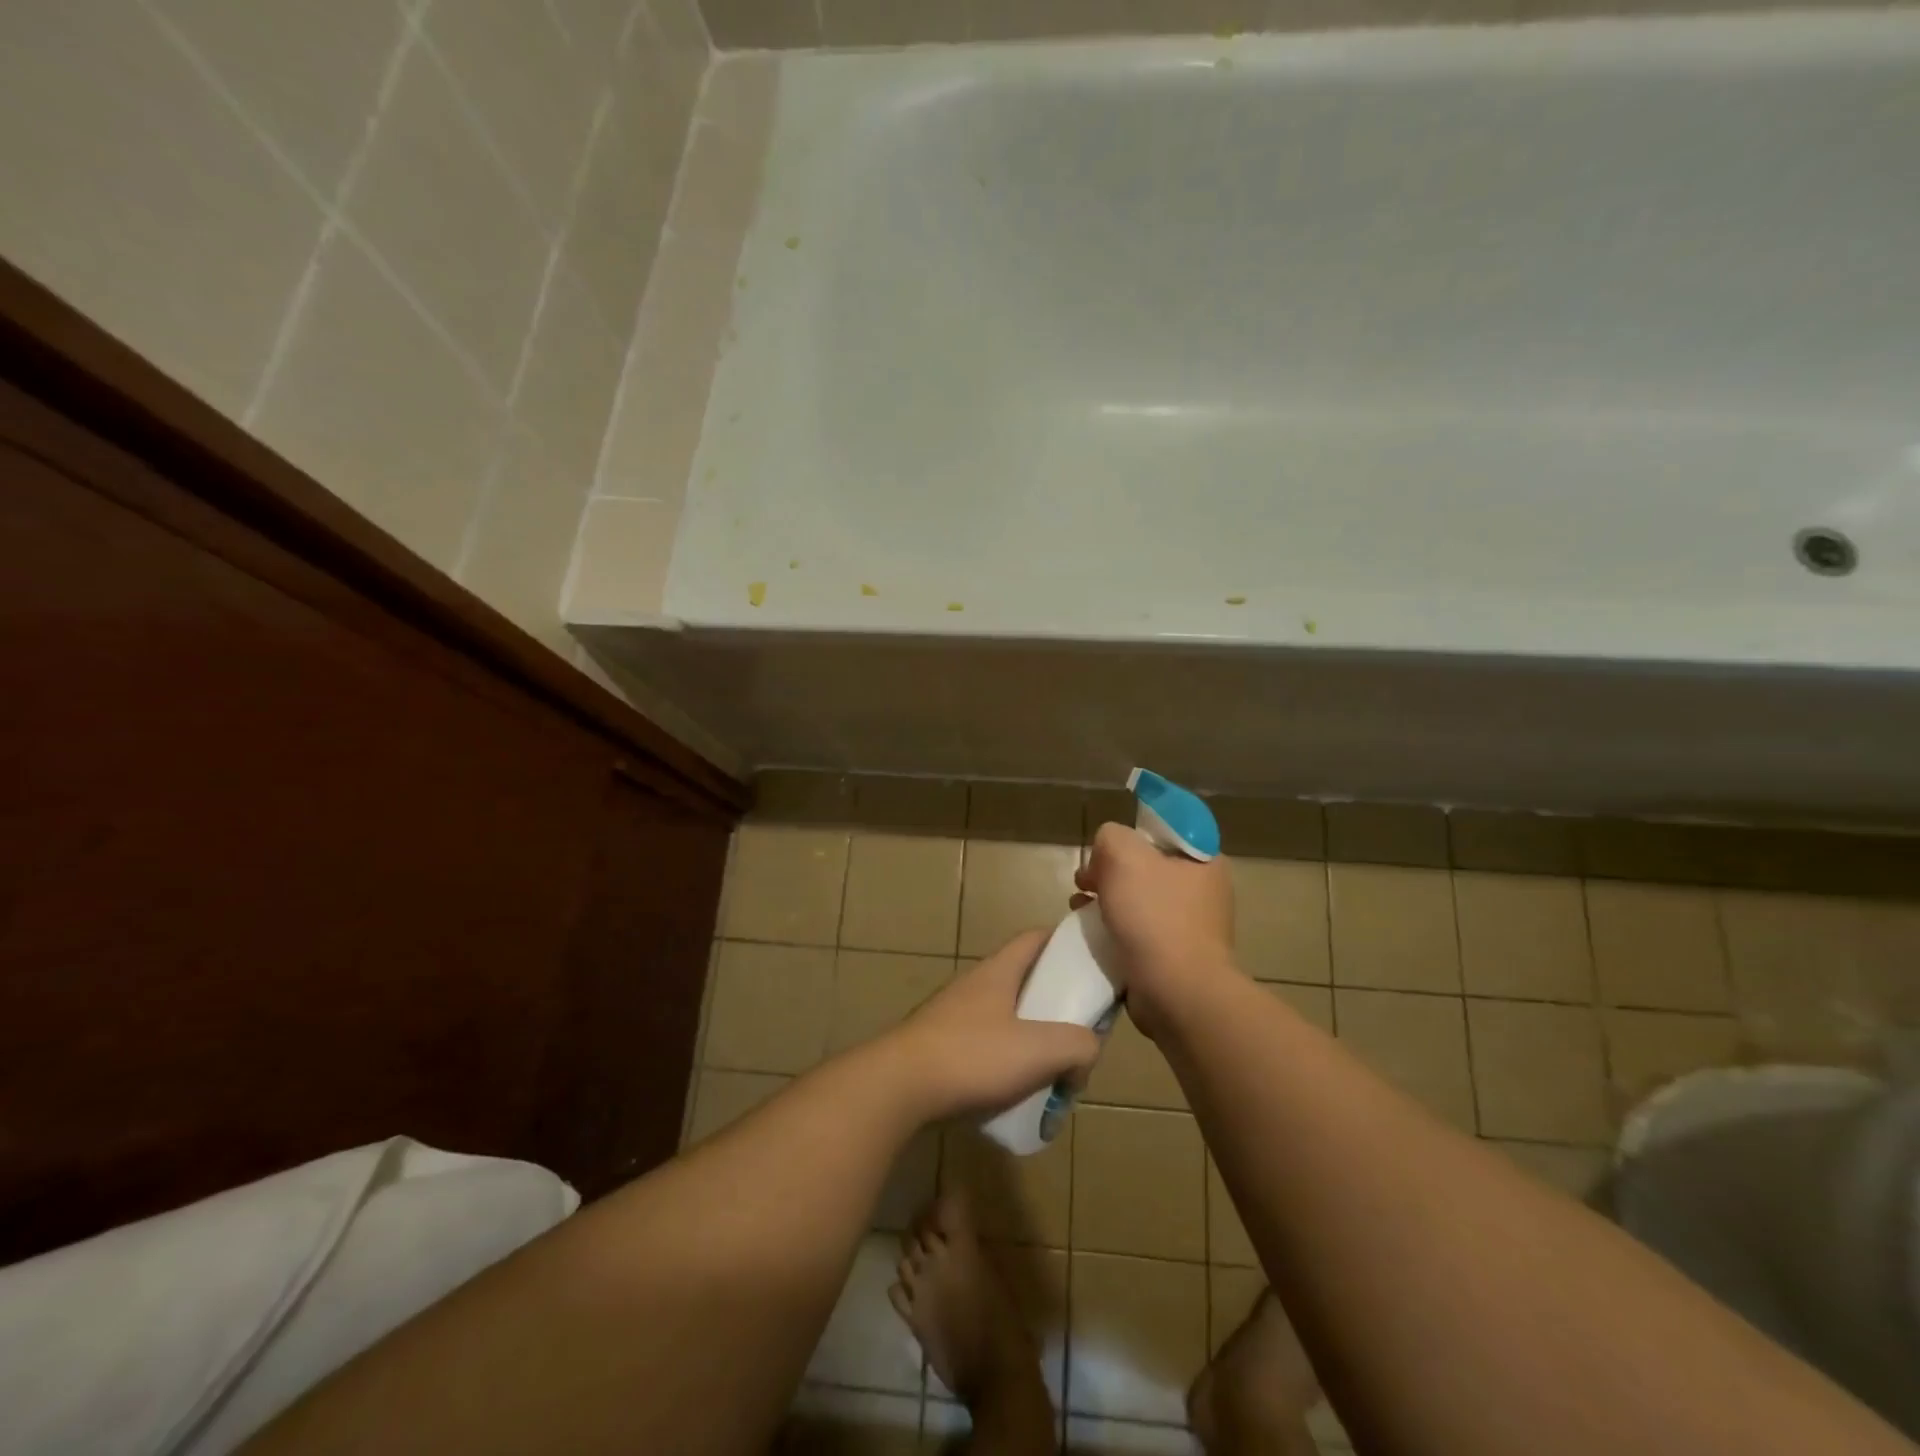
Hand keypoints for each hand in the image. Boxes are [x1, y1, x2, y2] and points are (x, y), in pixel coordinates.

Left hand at [883, 932, 1100, 1121]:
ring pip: (1005, 1018)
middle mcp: (975, 986)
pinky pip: (984, 1047)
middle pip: (1023, 981)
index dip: (1063, 941)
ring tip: (1051, 1074)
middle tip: (1078, 1033)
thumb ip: (1077, 1045)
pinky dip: (1005, 1064)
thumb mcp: (1039, 1050)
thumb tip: (1086, 1050)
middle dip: (1054, 1005)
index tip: (1089, 959)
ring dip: (1030, 1040)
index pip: (1035, 938)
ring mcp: (953, 1016)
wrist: (898, 1088)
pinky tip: (1014, 1094)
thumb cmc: (971, 1056)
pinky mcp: (940, 1047)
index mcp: (998, 972)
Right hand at [1075, 823, 1235, 1032]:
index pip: (1163, 834)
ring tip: (1078, 907)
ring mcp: (1190, 928)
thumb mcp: (1124, 855)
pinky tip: (1090, 935)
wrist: (1176, 992)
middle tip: (1085, 881)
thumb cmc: (1155, 916)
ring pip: (1139, 902)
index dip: (1129, 837)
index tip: (1105, 852)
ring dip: (1106, 901)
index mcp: (1205, 862)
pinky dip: (1113, 931)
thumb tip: (1105, 855)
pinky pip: (1138, 934)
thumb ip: (1111, 837)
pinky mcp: (1174, 958)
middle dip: (1110, 872)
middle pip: (1146, 868)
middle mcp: (1203, 892)